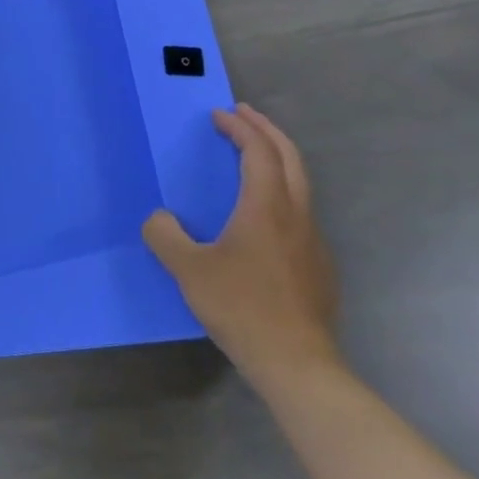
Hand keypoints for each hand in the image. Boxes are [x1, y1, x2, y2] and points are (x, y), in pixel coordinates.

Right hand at [143, 103, 339, 391]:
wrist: (296, 363)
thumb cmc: (241, 307)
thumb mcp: (188, 270)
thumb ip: (166, 236)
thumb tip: (159, 218)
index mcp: (266, 206)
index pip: (258, 151)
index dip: (240, 128)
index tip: (219, 116)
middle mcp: (296, 214)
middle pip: (289, 157)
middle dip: (266, 130)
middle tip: (243, 115)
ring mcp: (313, 240)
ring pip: (300, 184)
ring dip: (277, 159)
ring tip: (253, 157)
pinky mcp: (319, 266)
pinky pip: (301, 211)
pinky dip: (282, 191)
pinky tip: (264, 215)